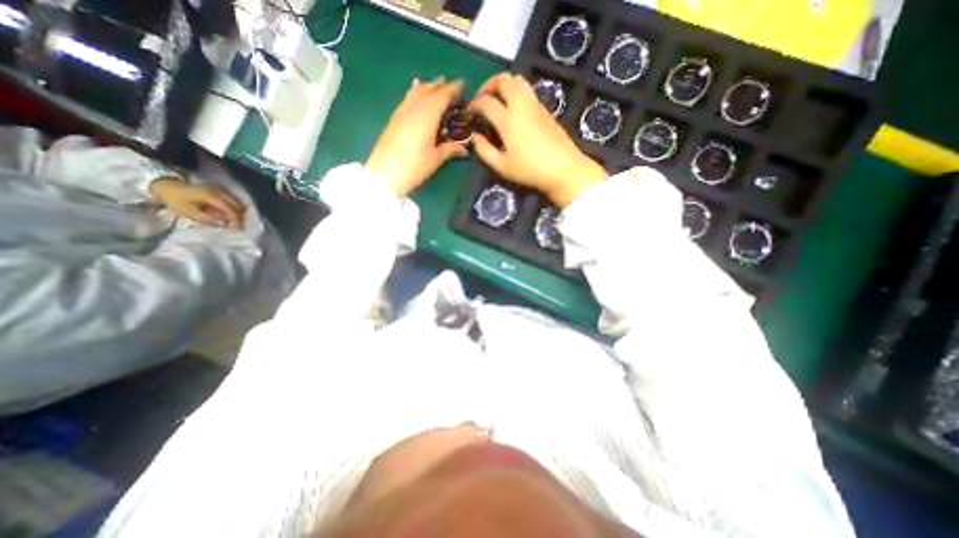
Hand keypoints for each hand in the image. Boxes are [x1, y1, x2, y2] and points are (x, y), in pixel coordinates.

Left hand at [150, 179, 242, 229]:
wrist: (166, 185)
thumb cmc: (175, 200)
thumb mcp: (188, 212)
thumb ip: (207, 218)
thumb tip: (223, 224)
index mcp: (212, 196)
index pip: (232, 210)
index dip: (237, 220)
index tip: (238, 230)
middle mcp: (221, 192)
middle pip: (239, 206)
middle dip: (239, 217)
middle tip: (235, 225)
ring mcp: (222, 190)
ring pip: (239, 203)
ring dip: (237, 212)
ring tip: (229, 220)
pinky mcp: (221, 190)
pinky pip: (234, 200)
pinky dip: (233, 207)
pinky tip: (225, 212)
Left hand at [366, 78, 470, 197]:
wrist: (385, 173)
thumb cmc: (414, 166)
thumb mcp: (436, 159)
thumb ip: (451, 150)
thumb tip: (465, 149)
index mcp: (428, 114)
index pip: (443, 95)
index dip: (454, 89)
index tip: (463, 84)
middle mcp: (415, 107)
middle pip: (429, 90)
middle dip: (441, 86)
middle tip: (451, 86)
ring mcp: (402, 111)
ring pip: (416, 92)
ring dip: (428, 87)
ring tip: (435, 86)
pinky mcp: (394, 118)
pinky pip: (408, 98)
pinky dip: (415, 93)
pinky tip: (416, 94)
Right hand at [466, 74, 605, 207]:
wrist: (564, 169)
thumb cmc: (530, 170)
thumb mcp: (502, 166)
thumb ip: (484, 151)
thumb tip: (474, 137)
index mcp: (508, 121)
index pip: (486, 102)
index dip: (474, 104)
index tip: (470, 112)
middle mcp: (521, 106)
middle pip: (504, 80)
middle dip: (489, 84)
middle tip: (483, 98)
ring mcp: (536, 105)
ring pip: (518, 80)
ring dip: (504, 84)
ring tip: (497, 100)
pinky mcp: (545, 110)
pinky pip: (528, 90)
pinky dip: (516, 92)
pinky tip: (513, 109)